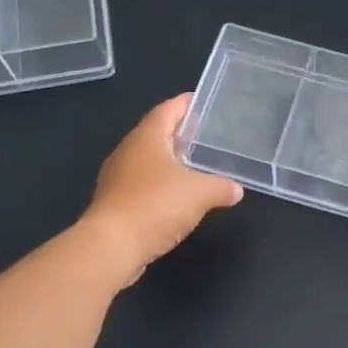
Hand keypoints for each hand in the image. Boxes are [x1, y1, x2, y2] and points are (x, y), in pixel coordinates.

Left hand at [83, 94, 242, 278]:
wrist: (111, 246)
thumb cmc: (156, 206)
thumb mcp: (200, 194)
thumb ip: (221, 187)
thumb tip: (236, 189)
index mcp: (147, 137)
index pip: (168, 110)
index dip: (185, 104)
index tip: (203, 101)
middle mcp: (128, 151)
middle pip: (156, 133)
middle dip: (179, 133)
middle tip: (204, 134)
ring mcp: (118, 177)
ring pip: (148, 160)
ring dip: (169, 161)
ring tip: (195, 165)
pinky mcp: (115, 202)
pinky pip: (142, 184)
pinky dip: (160, 184)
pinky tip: (177, 197)